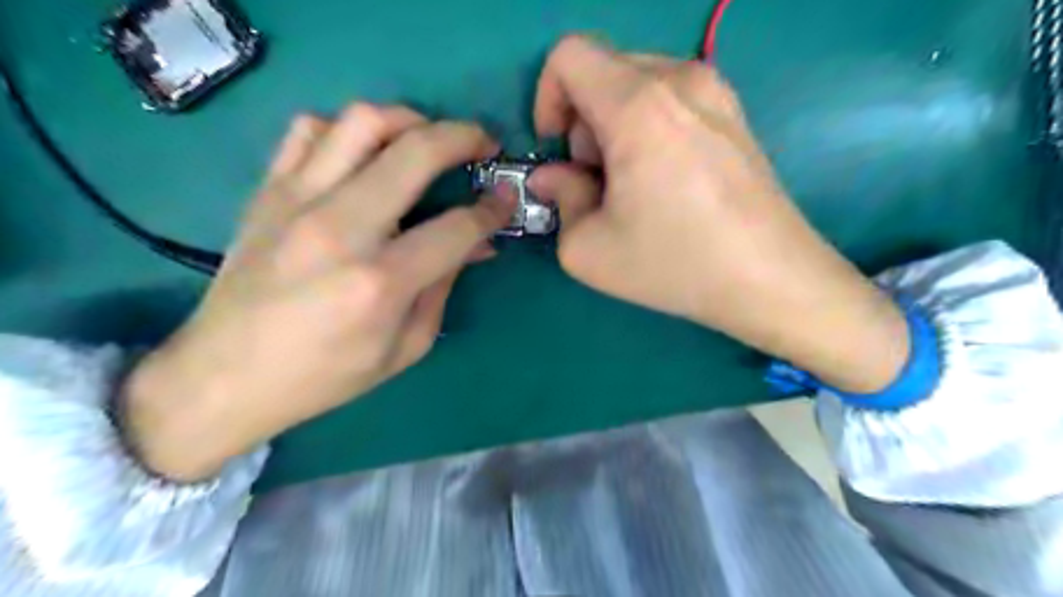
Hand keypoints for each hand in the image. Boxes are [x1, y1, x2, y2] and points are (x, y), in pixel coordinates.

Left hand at [123, 105, 514, 481]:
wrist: (226, 375)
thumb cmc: (326, 374)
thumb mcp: (406, 347)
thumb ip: (445, 286)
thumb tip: (477, 244)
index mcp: (380, 282)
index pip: (456, 226)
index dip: (492, 209)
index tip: (507, 198)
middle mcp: (341, 228)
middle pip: (416, 152)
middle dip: (464, 138)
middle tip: (483, 145)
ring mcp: (297, 201)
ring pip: (363, 121)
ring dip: (410, 119)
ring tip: (428, 137)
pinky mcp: (268, 191)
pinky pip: (310, 129)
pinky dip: (348, 129)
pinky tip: (365, 152)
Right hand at [529, 36, 904, 391]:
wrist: (771, 278)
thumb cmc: (674, 264)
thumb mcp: (588, 249)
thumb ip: (558, 199)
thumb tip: (552, 176)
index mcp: (637, 106)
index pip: (569, 55)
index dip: (547, 97)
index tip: (556, 148)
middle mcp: (679, 80)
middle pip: (603, 72)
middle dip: (583, 123)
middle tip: (598, 182)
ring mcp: (715, 92)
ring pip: (636, 84)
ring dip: (615, 127)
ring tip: (632, 184)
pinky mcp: (734, 112)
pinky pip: (670, 99)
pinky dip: (648, 127)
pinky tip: (664, 180)